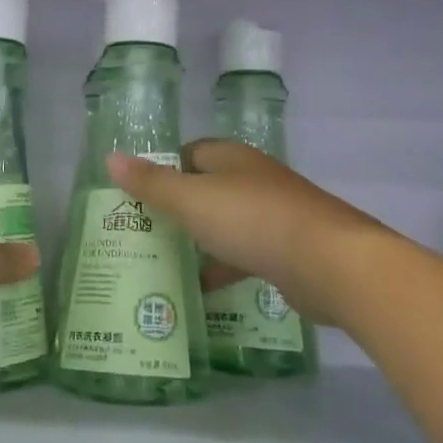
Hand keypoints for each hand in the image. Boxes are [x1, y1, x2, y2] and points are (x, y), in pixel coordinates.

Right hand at [106, 141, 383, 325]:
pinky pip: (246, 254)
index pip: (190, 152)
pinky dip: (224, 268)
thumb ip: (152, 183)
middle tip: (142, 232)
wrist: (330, 263)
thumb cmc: (253, 221)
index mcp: (232, 159)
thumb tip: (111, 158)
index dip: (163, 169)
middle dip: (177, 209)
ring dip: (200, 241)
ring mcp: (274, 215)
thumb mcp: (192, 200)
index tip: (136, 195)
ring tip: (164, 262)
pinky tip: (203, 290)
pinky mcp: (287, 250)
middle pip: (207, 189)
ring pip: (226, 223)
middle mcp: (254, 180)